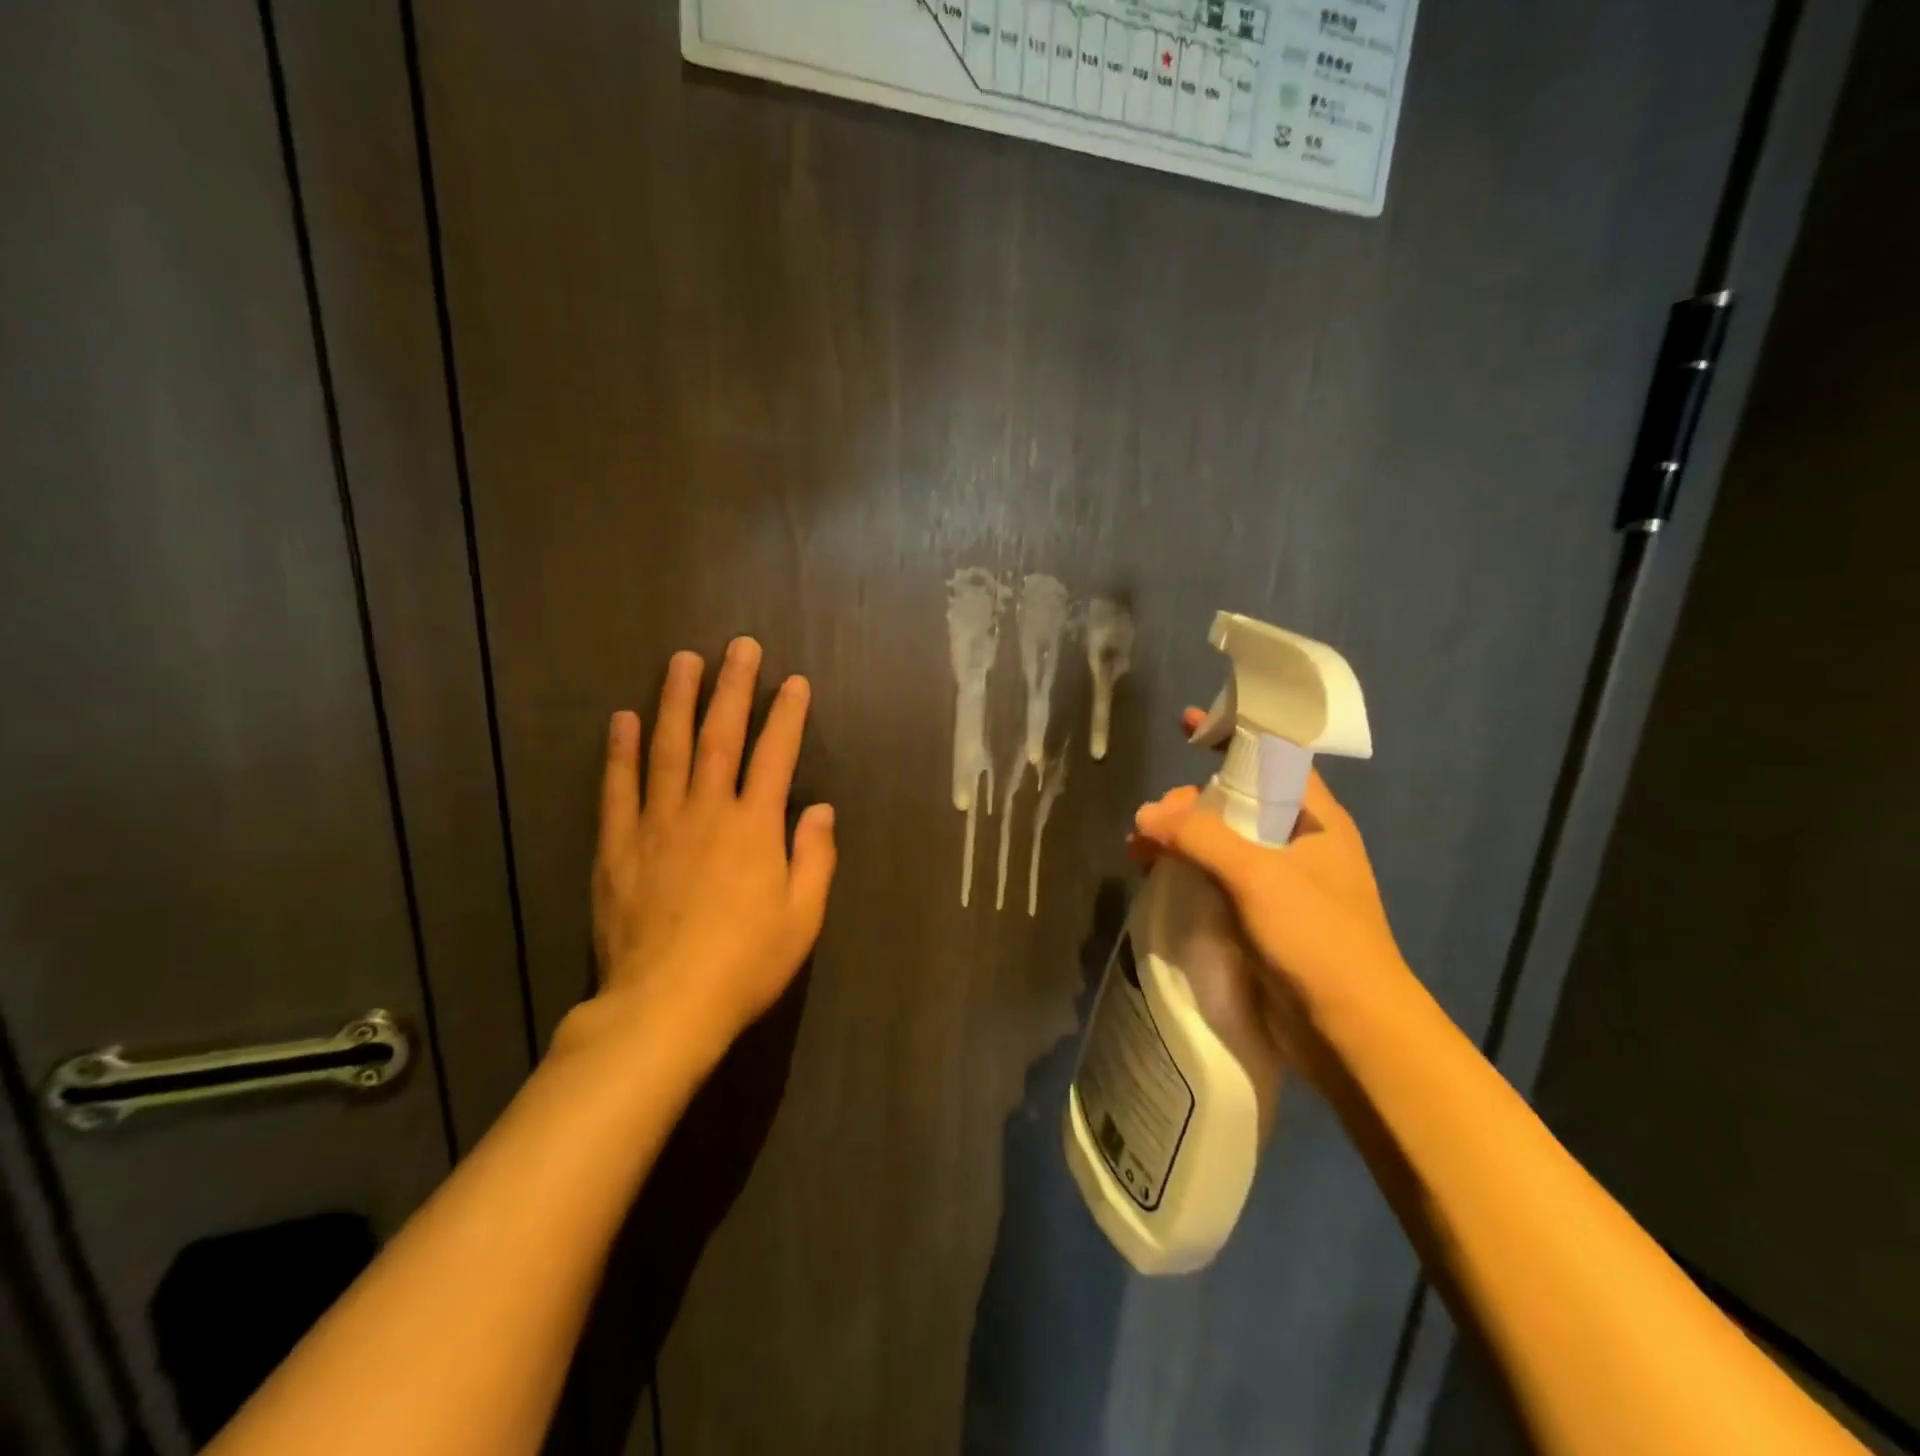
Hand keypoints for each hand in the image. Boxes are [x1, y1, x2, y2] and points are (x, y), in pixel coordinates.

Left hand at [589, 638, 836, 1057]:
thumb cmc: (745, 965)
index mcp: (755, 828)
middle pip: (719, 737)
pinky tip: (622, 720)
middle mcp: (706, 812)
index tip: (794, 682)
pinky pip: (618, 789)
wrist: (664, 1008)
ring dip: (675, 701)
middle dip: (732, 688)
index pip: (776, 755)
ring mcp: (657, 825)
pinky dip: (620, 752)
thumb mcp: (802, 918)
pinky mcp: (618, 847)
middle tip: (738, 647)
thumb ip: (814, 857)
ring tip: (680, 661)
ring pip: (667, 749)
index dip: (787, 715)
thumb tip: (820, 808)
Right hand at [1129, 708, 1408, 1029]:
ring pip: (1221, 843)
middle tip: (1151, 820)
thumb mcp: (1259, 875)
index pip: (1273, 758)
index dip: (1233, 735)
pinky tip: (1156, 882)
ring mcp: (1281, 884)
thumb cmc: (1318, 939)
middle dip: (1188, 802)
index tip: (1190, 722)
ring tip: (1139, 853)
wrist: (1353, 1034)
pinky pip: (1217, 881)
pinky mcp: (1262, 920)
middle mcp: (1299, 844)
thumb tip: (1146, 814)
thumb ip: (1200, 836)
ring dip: (1180, 840)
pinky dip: (1186, 874)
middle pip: (1236, 802)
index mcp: (1315, 819)